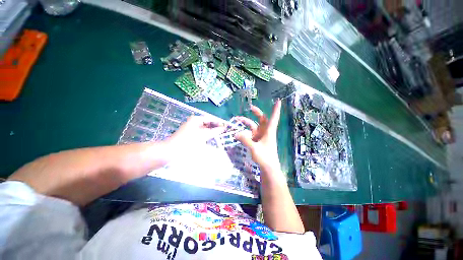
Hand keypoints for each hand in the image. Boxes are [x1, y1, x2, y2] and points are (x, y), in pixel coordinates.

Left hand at [166, 116, 224, 155]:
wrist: (171, 151)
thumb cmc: (188, 141)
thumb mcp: (203, 135)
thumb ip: (214, 131)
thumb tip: (223, 128)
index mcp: (196, 119)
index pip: (210, 118)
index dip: (219, 122)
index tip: (226, 126)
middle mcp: (194, 122)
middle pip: (208, 123)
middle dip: (216, 127)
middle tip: (225, 131)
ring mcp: (192, 129)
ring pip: (205, 129)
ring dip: (212, 131)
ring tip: (221, 135)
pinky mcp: (191, 135)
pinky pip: (202, 133)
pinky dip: (207, 135)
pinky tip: (212, 138)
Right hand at [235, 100, 281, 168]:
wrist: (268, 168)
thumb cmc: (265, 157)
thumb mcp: (254, 148)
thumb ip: (245, 140)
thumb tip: (235, 134)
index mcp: (269, 132)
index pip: (273, 118)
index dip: (276, 110)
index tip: (279, 101)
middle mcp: (265, 132)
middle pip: (262, 119)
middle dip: (257, 112)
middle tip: (250, 108)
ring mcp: (260, 136)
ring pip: (254, 126)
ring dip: (247, 122)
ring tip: (238, 120)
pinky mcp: (257, 141)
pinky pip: (250, 133)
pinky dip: (245, 132)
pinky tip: (239, 133)